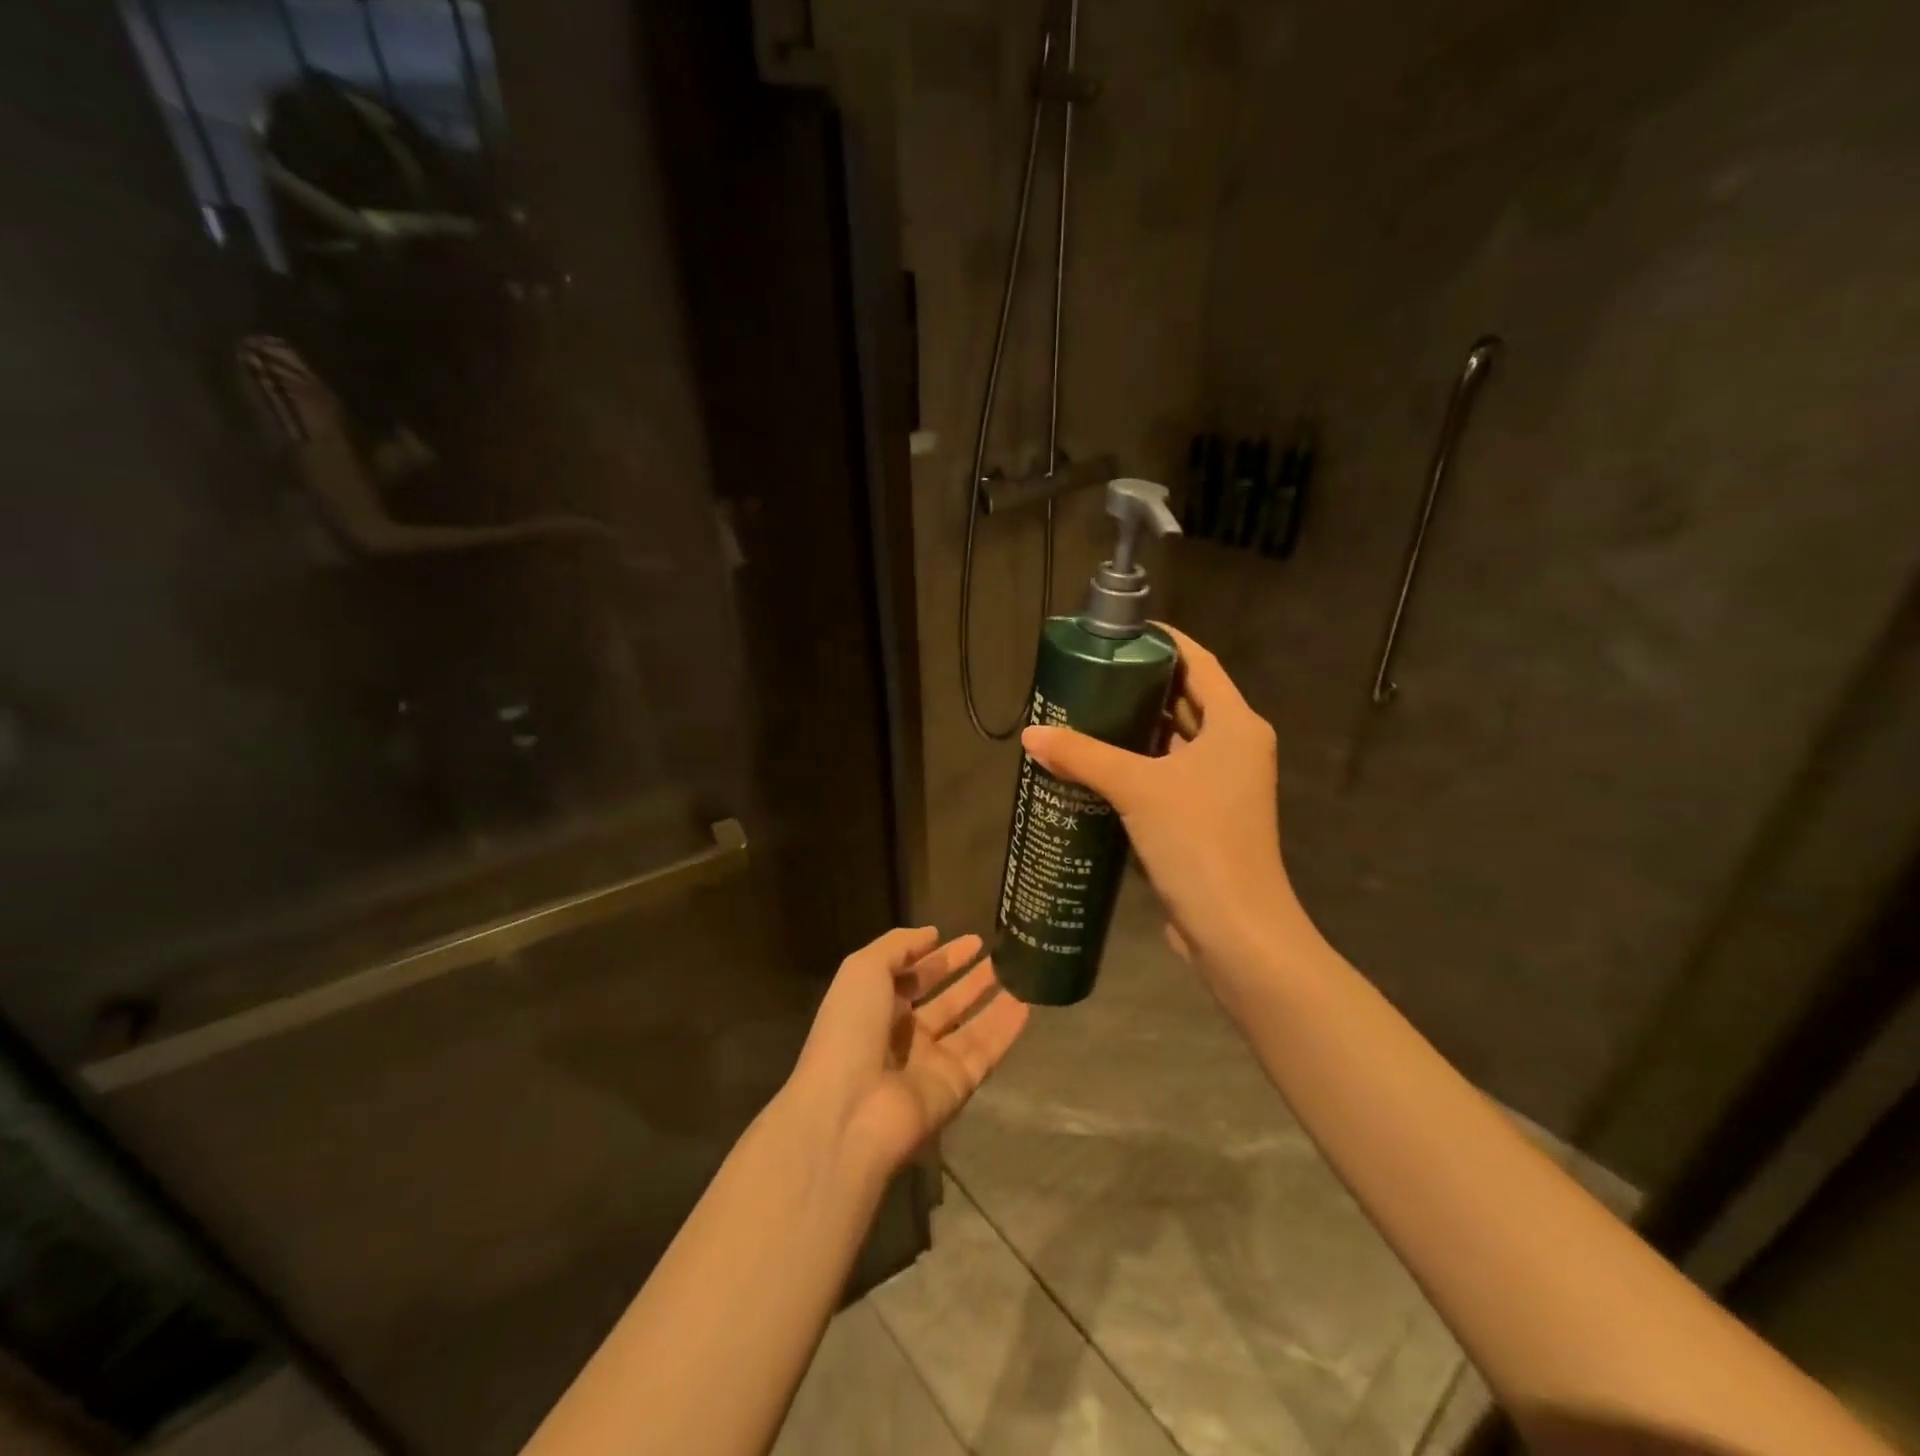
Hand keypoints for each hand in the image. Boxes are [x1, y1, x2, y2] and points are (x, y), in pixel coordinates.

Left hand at [788, 928, 1028, 1177]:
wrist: (851, 1110)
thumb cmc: (851, 1029)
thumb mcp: (864, 969)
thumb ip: (897, 946)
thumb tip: (932, 933)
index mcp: (876, 1007)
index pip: (913, 977)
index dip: (939, 957)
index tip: (971, 940)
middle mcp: (904, 1035)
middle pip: (944, 1002)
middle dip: (970, 978)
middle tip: (1000, 956)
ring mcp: (931, 1063)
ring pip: (969, 1026)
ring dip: (993, 1001)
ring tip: (1021, 974)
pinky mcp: (956, 1087)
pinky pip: (985, 1052)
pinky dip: (1005, 1030)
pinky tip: (1027, 1005)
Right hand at [1021, 625, 1300, 977]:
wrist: (1235, 930)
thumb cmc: (1199, 842)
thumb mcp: (1138, 788)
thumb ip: (1083, 756)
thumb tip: (1031, 734)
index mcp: (1236, 725)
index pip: (1198, 662)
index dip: (1162, 642)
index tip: (1118, 633)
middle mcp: (1234, 747)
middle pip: (1185, 700)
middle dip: (1139, 685)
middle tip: (1088, 673)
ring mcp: (1220, 786)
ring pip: (1173, 741)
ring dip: (1135, 728)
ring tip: (1083, 711)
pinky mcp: (1202, 817)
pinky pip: (1166, 775)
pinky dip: (1136, 765)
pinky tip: (1095, 764)